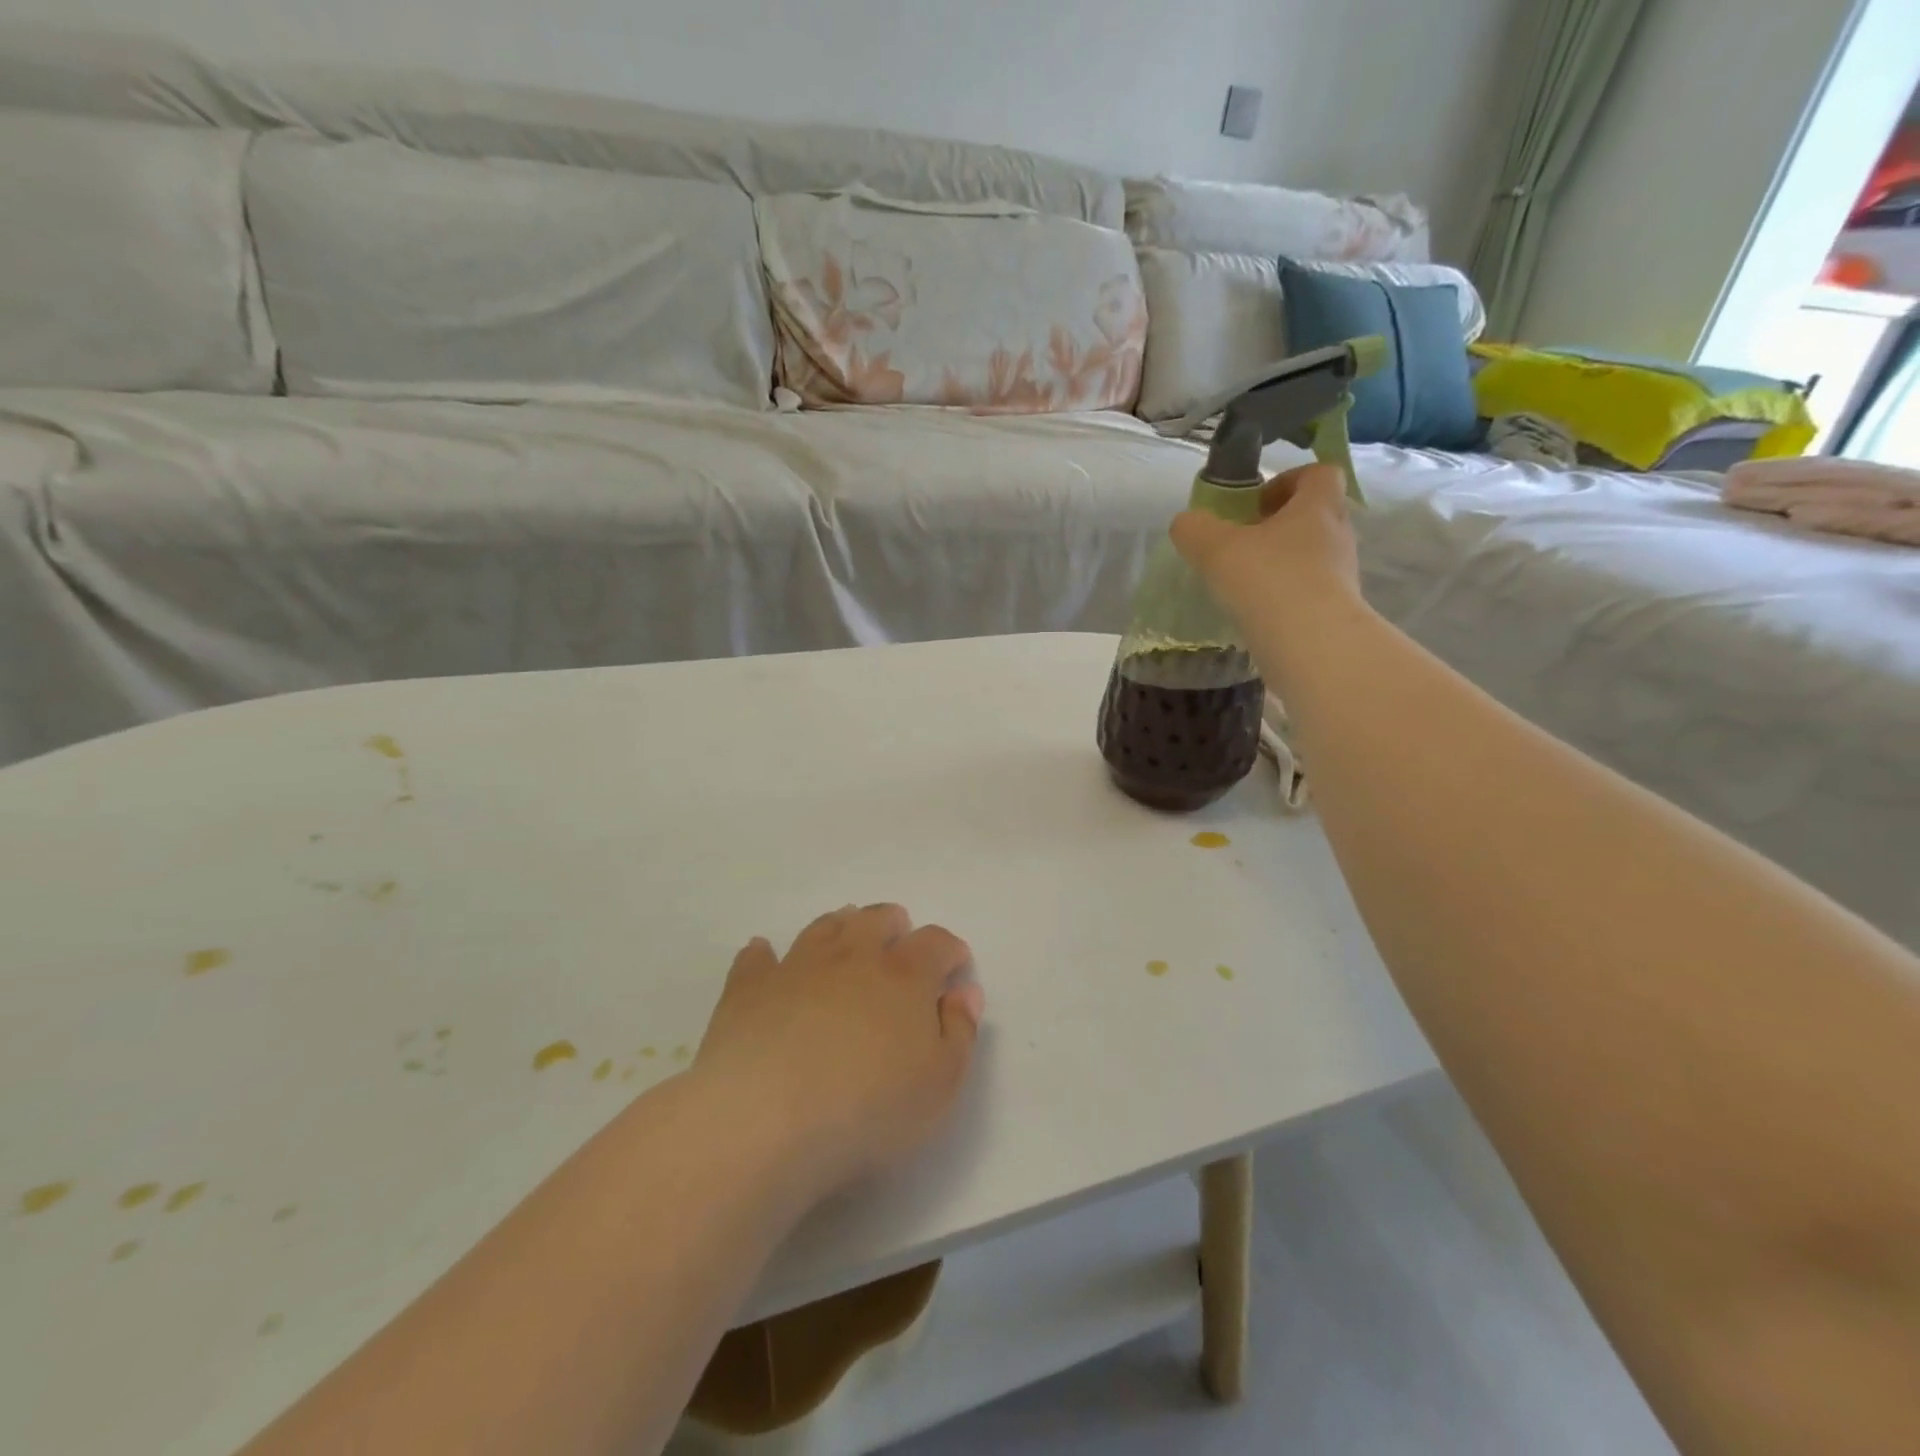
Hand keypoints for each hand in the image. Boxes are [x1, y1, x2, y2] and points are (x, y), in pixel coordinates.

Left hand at [691, 905, 984, 1200]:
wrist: (766, 1119)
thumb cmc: (869, 1109)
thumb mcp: (940, 1085)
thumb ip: (959, 1033)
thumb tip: (964, 992)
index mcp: (904, 976)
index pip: (936, 943)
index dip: (950, 950)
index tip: (956, 964)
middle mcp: (852, 956)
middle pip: (877, 920)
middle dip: (893, 924)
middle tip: (898, 936)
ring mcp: (796, 967)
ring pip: (823, 928)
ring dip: (839, 925)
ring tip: (845, 932)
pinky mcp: (749, 988)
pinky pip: (757, 959)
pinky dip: (765, 954)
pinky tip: (764, 954)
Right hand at [1169, 462, 1361, 625]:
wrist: (1312, 643)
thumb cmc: (1268, 580)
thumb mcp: (1215, 548)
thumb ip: (1195, 529)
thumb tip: (1186, 523)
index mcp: (1317, 506)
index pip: (1319, 474)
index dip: (1288, 480)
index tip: (1256, 502)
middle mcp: (1338, 536)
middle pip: (1315, 516)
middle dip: (1280, 525)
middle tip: (1244, 543)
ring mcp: (1342, 575)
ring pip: (1313, 556)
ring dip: (1282, 562)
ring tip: (1246, 582)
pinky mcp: (1336, 611)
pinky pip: (1310, 591)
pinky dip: (1285, 595)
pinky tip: (1258, 612)